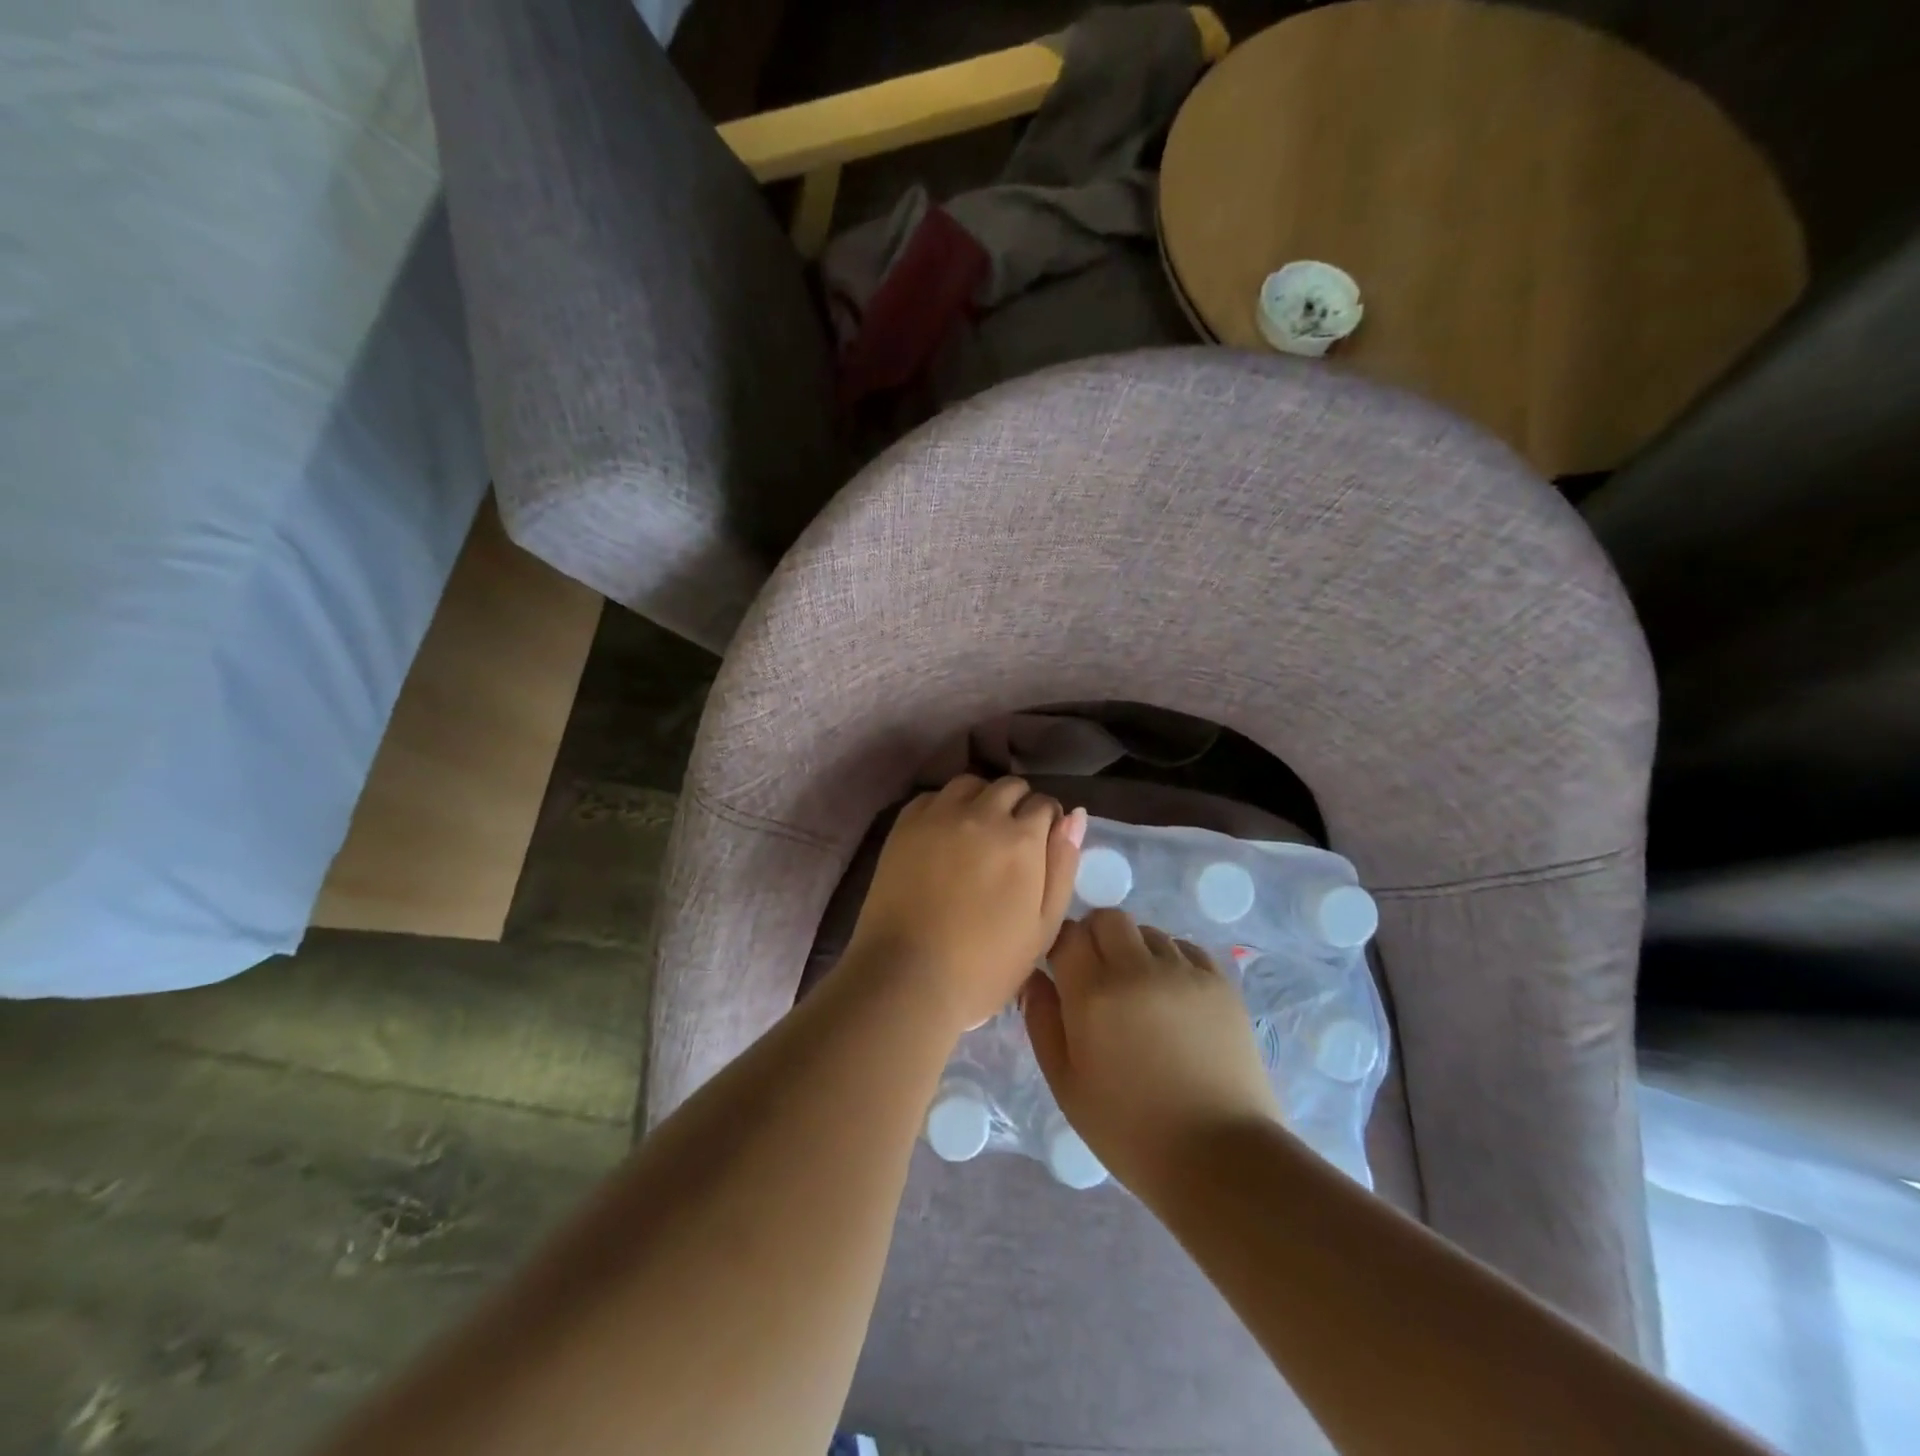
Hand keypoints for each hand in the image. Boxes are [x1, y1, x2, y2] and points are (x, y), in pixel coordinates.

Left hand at [845, 776, 1086, 1035]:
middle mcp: (982, 814)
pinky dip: (946, 807)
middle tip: (1010, 842)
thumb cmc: (985, 966)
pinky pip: (933, 797)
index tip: (1039, 847)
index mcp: (1021, 839)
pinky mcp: (905, 824)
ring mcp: (939, 815)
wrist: (907, 978)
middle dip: (1018, 806)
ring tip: (977, 832)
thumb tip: (1075, 816)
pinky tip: (944, 835)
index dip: (1047, 824)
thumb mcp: (1043, 927)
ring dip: (982, 799)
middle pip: (1010, 786)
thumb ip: (1063, 866)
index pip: (1045, 804)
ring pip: (971, 784)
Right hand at [1024, 910, 1280, 1194]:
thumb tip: (1034, 976)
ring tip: (1140, 995)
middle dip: (1096, 938)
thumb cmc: (1129, 1130)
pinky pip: (1185, 949)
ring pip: (1148, 932)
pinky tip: (1172, 1000)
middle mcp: (1138, 968)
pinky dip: (1171, 962)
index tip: (1062, 972)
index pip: (1068, 934)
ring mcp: (1184, 971)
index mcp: (1094, 993)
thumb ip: (1042, 1021)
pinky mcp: (1220, 982)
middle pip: (1109, 918)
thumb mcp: (1066, 1084)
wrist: (1221, 1158)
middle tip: (1098, 979)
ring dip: (1134, 951)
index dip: (1061, 947)